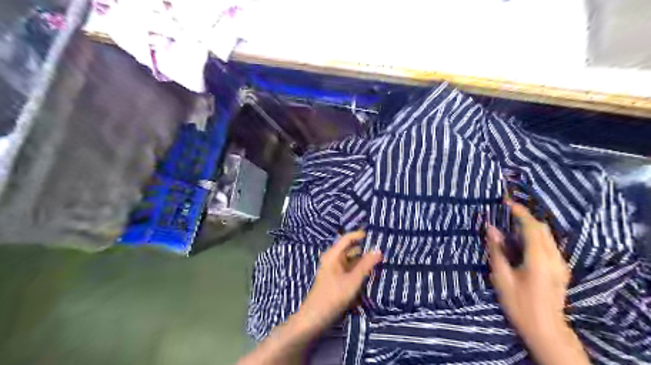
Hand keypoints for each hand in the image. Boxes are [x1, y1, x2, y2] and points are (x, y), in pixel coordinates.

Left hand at [298, 233, 382, 334]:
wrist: (315, 318)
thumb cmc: (333, 296)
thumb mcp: (352, 280)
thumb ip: (366, 265)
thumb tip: (378, 250)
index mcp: (333, 255)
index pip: (346, 239)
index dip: (359, 235)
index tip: (374, 234)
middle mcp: (332, 260)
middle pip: (349, 249)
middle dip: (364, 249)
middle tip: (380, 250)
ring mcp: (333, 270)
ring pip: (350, 261)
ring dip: (362, 261)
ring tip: (378, 262)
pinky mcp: (335, 280)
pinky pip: (349, 270)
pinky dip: (358, 270)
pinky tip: (368, 275)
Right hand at [485, 201, 570, 343]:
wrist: (545, 329)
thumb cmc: (519, 304)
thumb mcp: (502, 277)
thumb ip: (497, 250)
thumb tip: (491, 228)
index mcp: (539, 259)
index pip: (531, 227)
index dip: (519, 212)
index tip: (506, 202)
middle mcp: (553, 258)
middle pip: (542, 228)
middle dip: (525, 216)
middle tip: (507, 211)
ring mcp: (560, 263)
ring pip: (547, 235)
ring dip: (530, 225)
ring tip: (511, 224)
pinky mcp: (560, 269)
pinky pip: (548, 244)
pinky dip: (535, 235)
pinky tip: (522, 241)